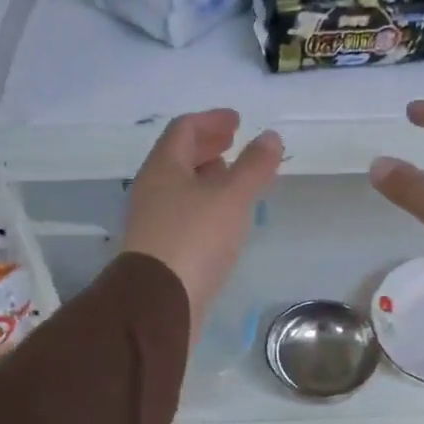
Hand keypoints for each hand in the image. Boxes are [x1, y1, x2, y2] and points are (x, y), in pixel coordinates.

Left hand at [122, 110, 282, 331]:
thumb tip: (270, 136)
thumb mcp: (232, 196)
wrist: (159, 303)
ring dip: (207, 176)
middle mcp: (153, 189)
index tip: (237, 120)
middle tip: (234, 143)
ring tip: (234, 179)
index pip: (184, 129)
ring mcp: (154, 220)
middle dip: (208, 146)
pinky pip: (185, 212)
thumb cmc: (194, 238)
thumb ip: (254, 166)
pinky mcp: (161, 248)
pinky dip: (206, 203)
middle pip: (179, 157)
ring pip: (182, 186)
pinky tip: (224, 218)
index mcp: (164, 167)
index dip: (212, 120)